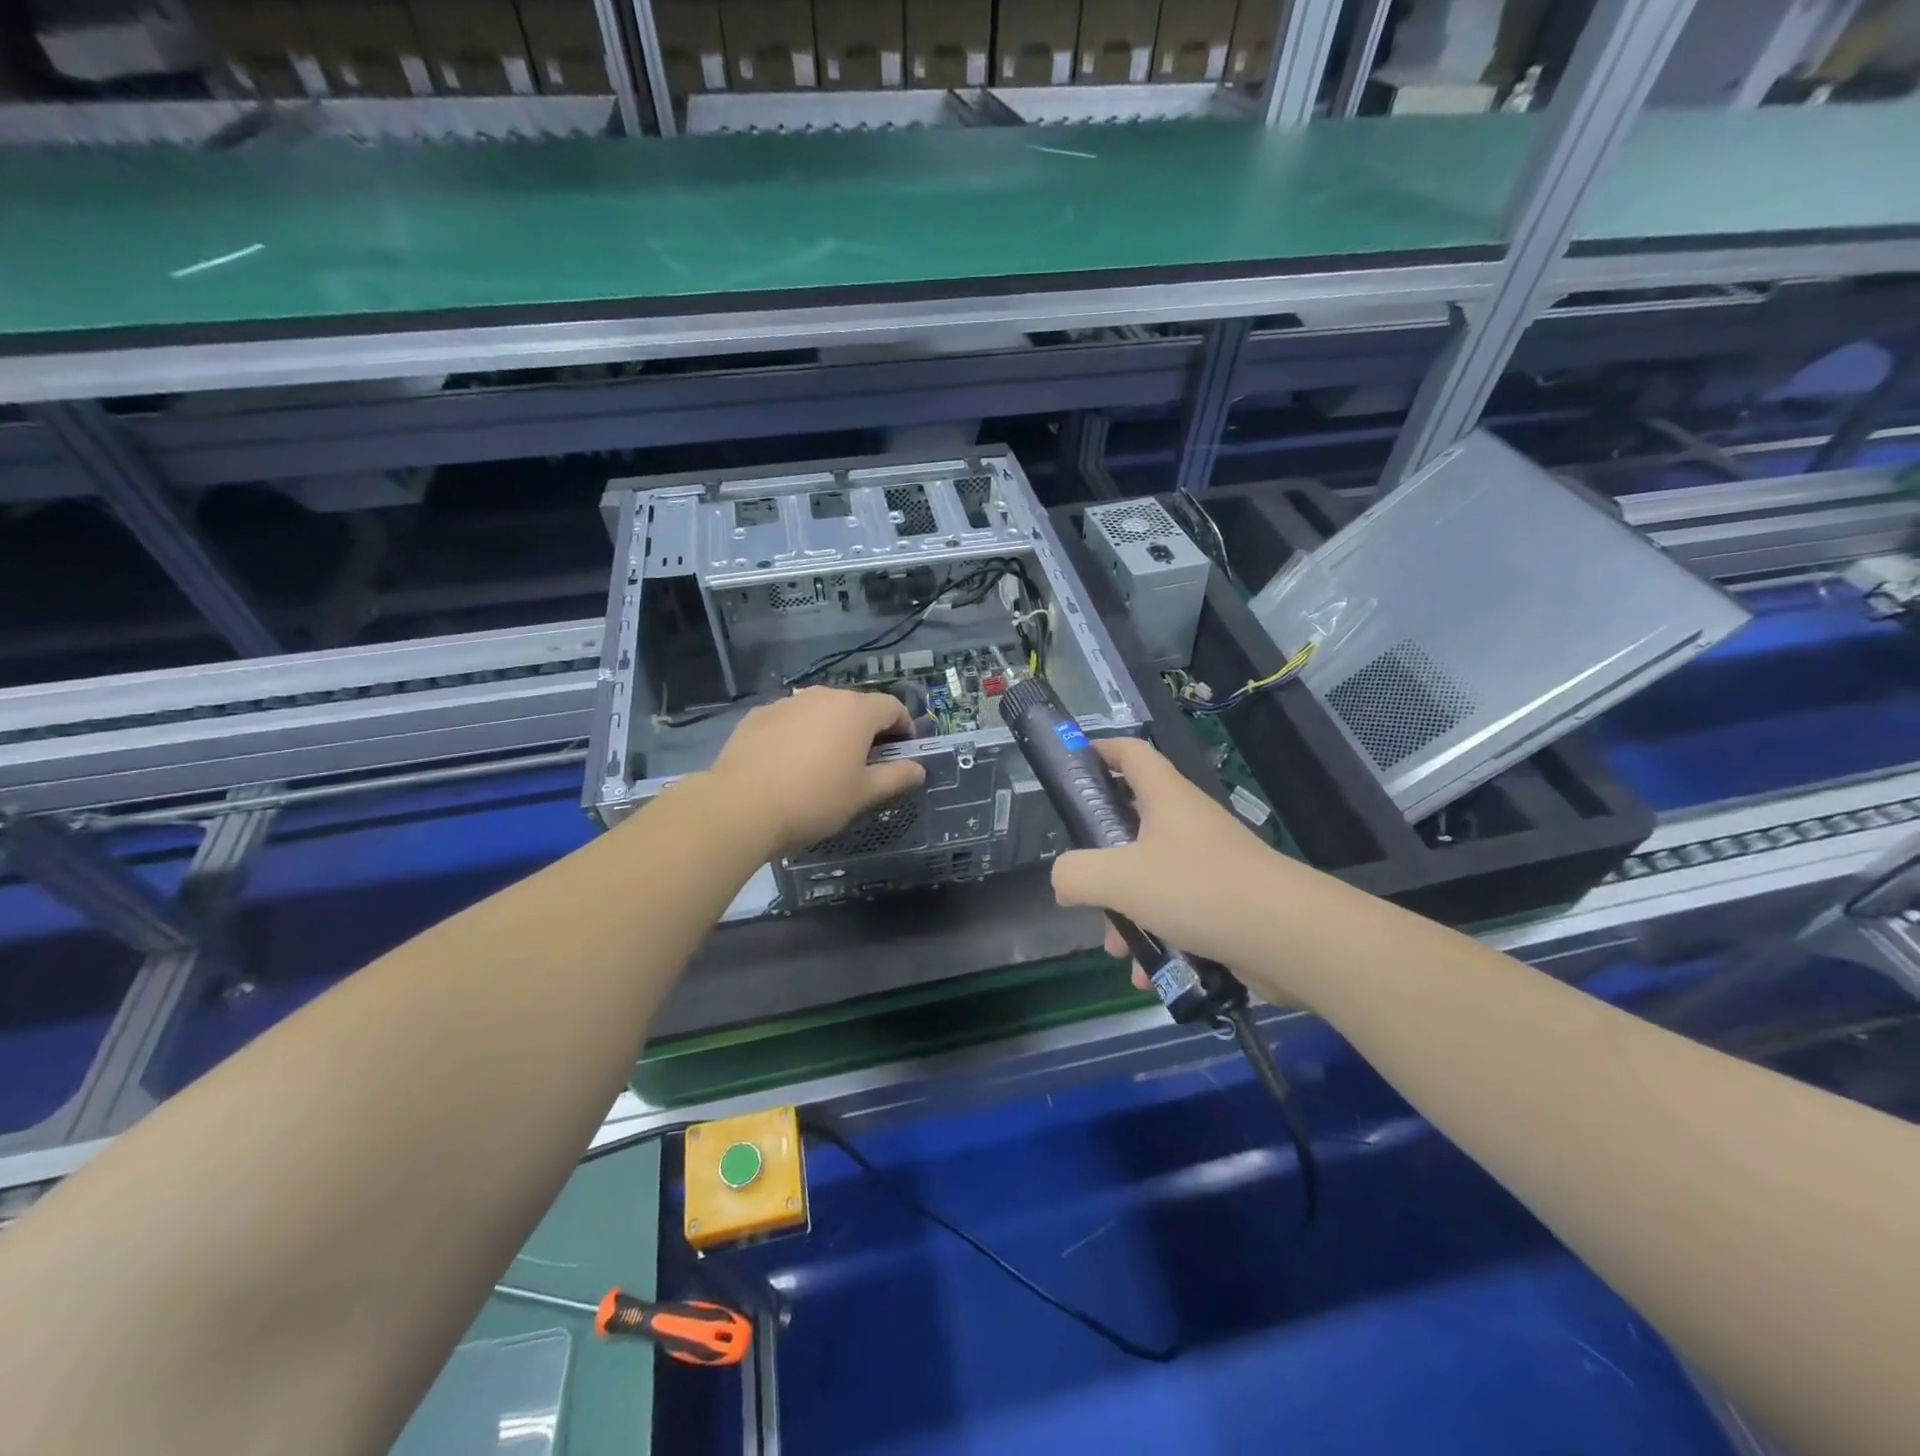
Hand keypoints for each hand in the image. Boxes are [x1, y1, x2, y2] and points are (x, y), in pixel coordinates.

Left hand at [708, 687, 926, 855]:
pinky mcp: (758, 716)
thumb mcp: (864, 794)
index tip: (903, 753)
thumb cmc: (814, 800)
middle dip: (868, 729)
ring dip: (832, 730)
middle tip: (866, 763)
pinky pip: (791, 720)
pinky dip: (800, 734)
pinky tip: (791, 764)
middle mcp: (823, 696)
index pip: (893, 707)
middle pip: (857, 706)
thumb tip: (918, 769)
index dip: (905, 728)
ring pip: (821, 711)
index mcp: (856, 710)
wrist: (741, 807)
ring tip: (826, 764)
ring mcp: (787, 703)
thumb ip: (896, 777)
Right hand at [1050, 738, 1291, 981]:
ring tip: (1117, 949)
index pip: (1131, 753)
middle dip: (1103, 857)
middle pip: (1134, 822)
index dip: (1100, 750)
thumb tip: (1063, 880)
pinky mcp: (1227, 902)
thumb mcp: (1119, 879)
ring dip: (1128, 911)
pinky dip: (1159, 938)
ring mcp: (1210, 863)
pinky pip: (1179, 913)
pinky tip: (1150, 975)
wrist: (1290, 938)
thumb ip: (1076, 874)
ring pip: (1152, 877)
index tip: (1072, 764)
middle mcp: (1188, 823)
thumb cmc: (1198, 889)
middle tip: (1083, 881)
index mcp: (1166, 798)